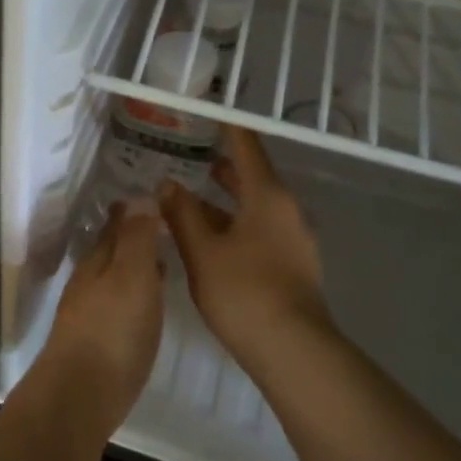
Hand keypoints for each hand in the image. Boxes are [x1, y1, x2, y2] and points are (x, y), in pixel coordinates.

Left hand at [43, 201, 164, 436]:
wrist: (80, 395)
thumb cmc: (113, 330)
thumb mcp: (132, 276)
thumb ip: (136, 238)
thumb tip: (139, 196)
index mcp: (98, 261)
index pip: (115, 225)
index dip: (133, 210)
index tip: (154, 198)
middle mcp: (89, 282)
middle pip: (112, 252)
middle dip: (133, 237)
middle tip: (163, 227)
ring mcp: (88, 313)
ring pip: (114, 279)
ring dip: (135, 267)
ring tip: (162, 263)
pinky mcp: (95, 343)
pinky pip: (118, 306)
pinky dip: (134, 297)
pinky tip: (147, 307)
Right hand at [160, 127, 332, 371]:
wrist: (291, 349)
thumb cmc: (243, 291)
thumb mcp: (202, 251)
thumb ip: (182, 214)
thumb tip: (167, 184)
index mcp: (267, 196)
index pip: (246, 147)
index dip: (227, 127)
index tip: (209, 111)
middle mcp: (286, 210)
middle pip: (253, 176)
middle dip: (222, 165)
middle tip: (191, 152)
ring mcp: (294, 238)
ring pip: (255, 205)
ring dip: (226, 198)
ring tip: (193, 193)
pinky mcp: (292, 262)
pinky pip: (260, 228)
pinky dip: (235, 221)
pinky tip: (210, 236)